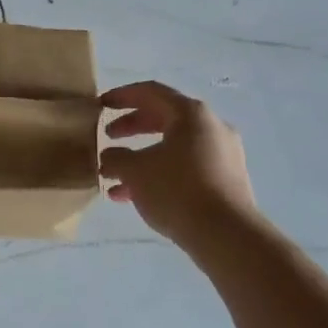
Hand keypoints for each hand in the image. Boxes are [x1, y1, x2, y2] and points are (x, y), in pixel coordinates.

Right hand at [100, 81, 257, 246]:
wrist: (226, 235)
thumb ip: (116, 158)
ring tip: (115, 176)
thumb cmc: (177, 190)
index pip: (151, 92)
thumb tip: (109, 157)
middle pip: (164, 117)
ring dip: (143, 157)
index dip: (122, 96)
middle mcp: (211, 127)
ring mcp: (223, 154)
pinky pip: (187, 167)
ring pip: (174, 147)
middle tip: (108, 136)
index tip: (100, 105)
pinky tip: (135, 197)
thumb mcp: (135, 171)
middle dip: (132, 127)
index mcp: (191, 114)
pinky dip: (161, 174)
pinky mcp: (227, 181)